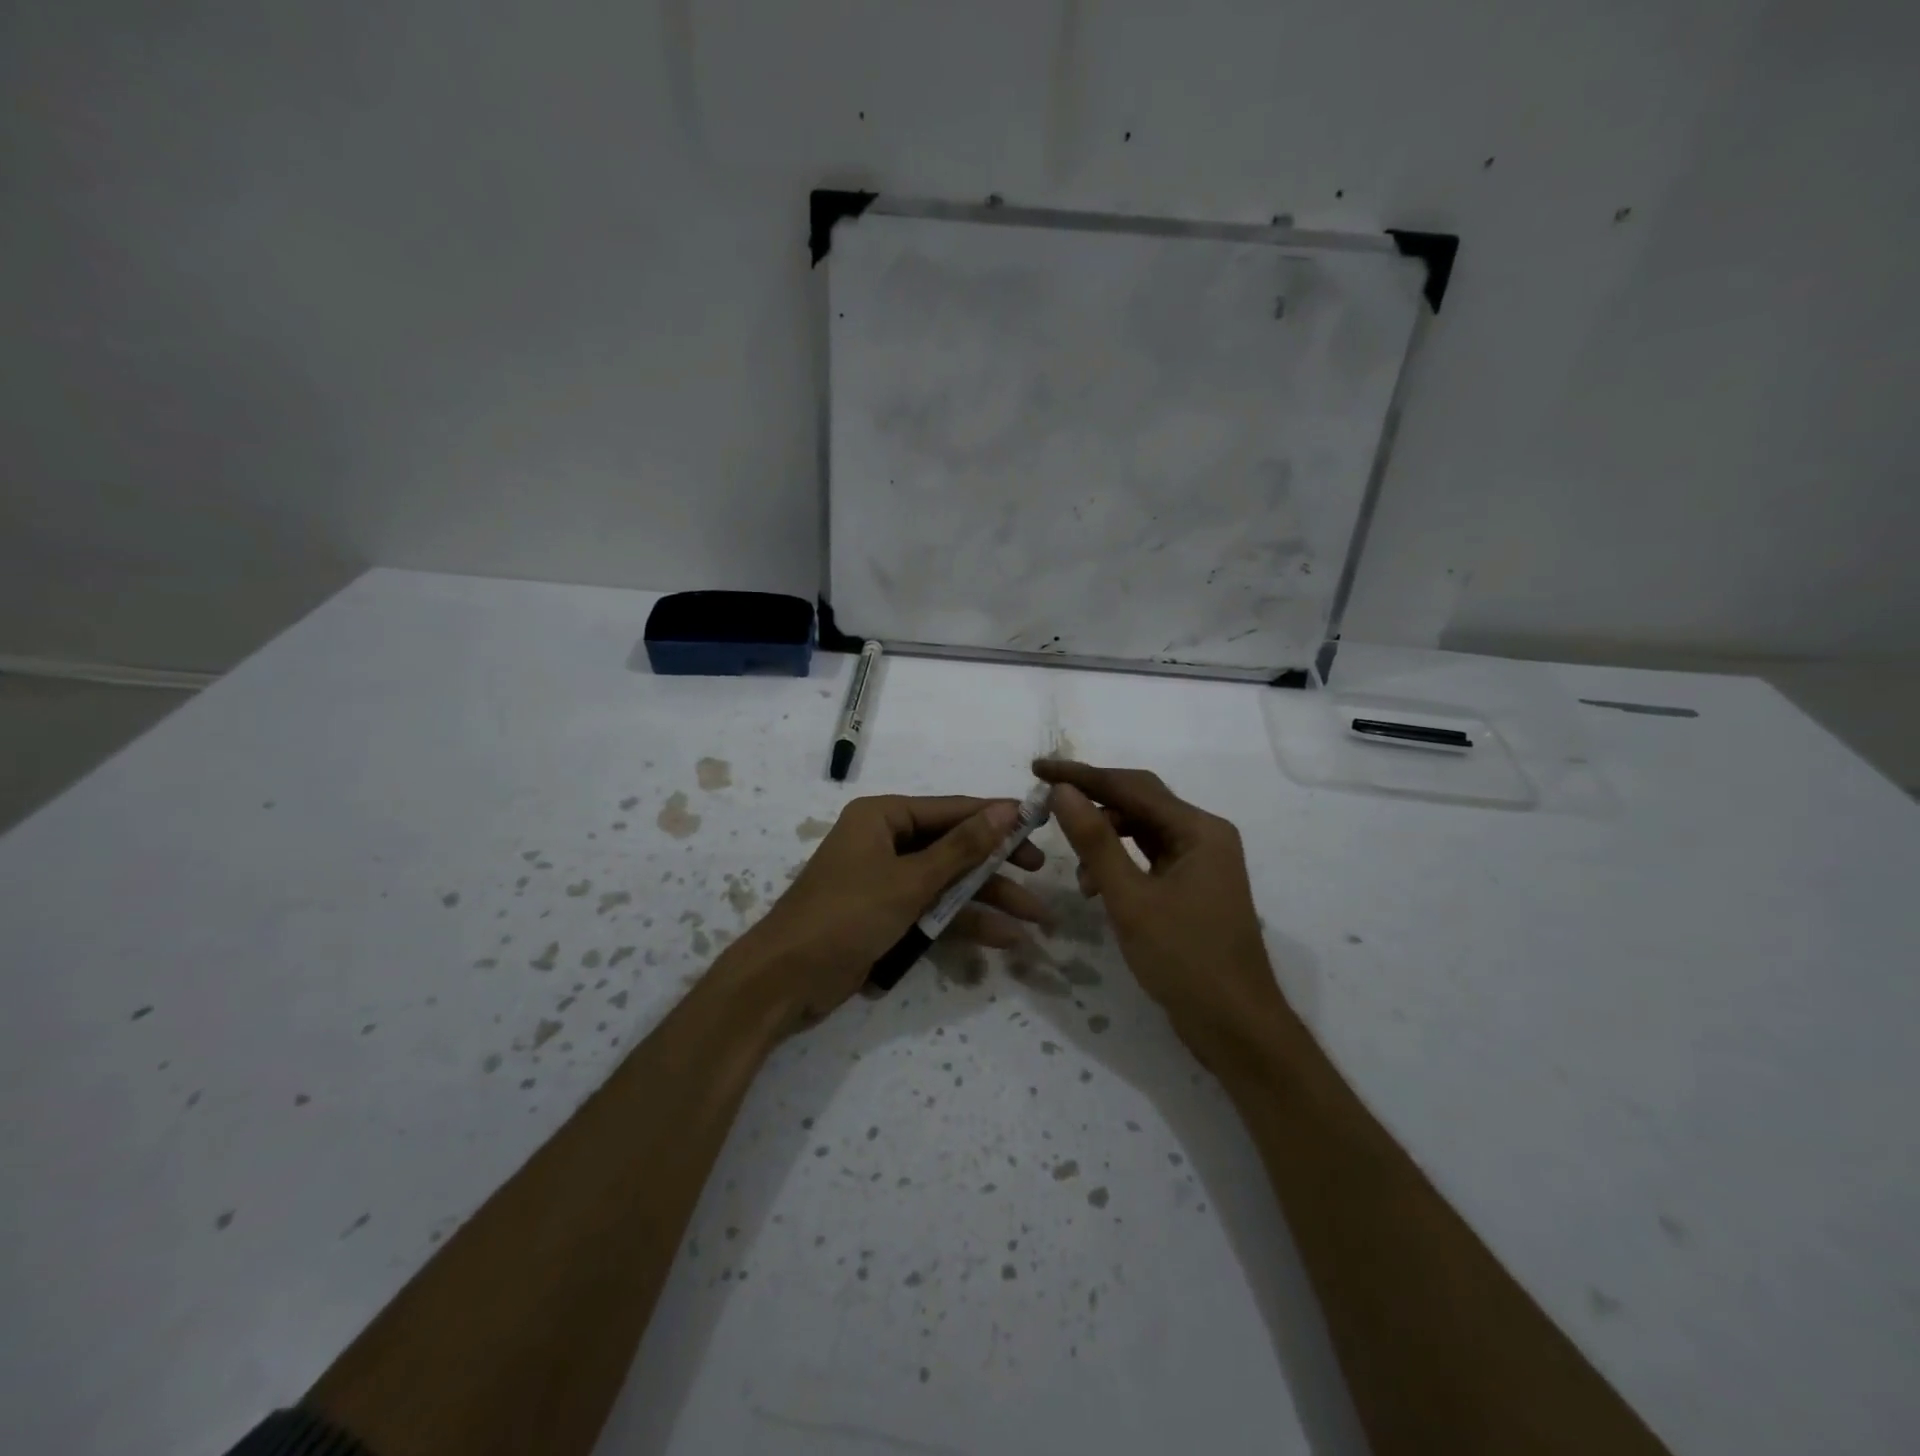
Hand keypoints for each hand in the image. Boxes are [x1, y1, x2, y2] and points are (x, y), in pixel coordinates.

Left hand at [735, 795, 1049, 1027]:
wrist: (784, 981)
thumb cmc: (845, 916)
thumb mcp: (909, 880)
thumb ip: (961, 848)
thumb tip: (1007, 810)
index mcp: (883, 817)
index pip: (951, 810)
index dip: (996, 818)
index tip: (1039, 826)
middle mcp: (885, 842)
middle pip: (953, 847)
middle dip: (997, 866)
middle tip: (1041, 874)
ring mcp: (886, 881)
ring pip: (947, 883)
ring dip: (987, 901)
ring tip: (1035, 920)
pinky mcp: (886, 916)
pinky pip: (932, 911)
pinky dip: (962, 923)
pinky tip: (1002, 939)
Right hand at [1034, 759, 1291, 1063]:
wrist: (1236, 1027)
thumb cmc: (1185, 960)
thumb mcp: (1131, 900)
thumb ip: (1095, 842)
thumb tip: (1062, 791)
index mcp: (1199, 829)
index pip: (1132, 787)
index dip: (1082, 776)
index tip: (1038, 767)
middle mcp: (1204, 835)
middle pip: (1139, 802)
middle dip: (1092, 799)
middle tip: (1046, 800)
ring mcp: (1200, 861)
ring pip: (1142, 830)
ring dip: (1104, 837)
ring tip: (1072, 863)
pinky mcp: (1192, 885)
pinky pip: (1149, 857)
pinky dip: (1119, 862)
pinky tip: (1095, 886)